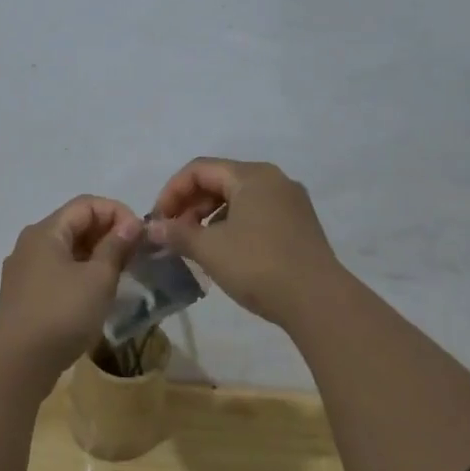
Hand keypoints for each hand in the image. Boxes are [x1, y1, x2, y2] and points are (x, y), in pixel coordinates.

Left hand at [0, 195, 143, 374]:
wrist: (18, 363)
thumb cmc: (62, 314)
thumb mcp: (98, 279)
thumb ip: (115, 247)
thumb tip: (130, 224)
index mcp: (45, 232)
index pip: (86, 204)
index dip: (117, 213)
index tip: (140, 237)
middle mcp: (30, 244)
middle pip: (74, 224)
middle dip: (108, 234)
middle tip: (135, 255)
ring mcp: (23, 270)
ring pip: (66, 250)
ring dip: (95, 255)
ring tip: (121, 274)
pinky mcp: (23, 295)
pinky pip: (57, 271)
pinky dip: (80, 273)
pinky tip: (96, 294)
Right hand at [147, 158, 342, 326]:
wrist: (318, 300)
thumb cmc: (258, 265)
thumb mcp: (210, 249)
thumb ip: (177, 233)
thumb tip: (151, 227)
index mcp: (252, 175)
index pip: (199, 169)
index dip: (172, 191)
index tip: (158, 220)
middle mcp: (274, 180)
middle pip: (220, 180)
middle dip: (191, 204)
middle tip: (173, 233)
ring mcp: (291, 202)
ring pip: (239, 199)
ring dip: (210, 216)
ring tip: (195, 244)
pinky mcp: (300, 225)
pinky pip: (257, 214)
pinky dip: (233, 225)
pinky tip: (224, 252)